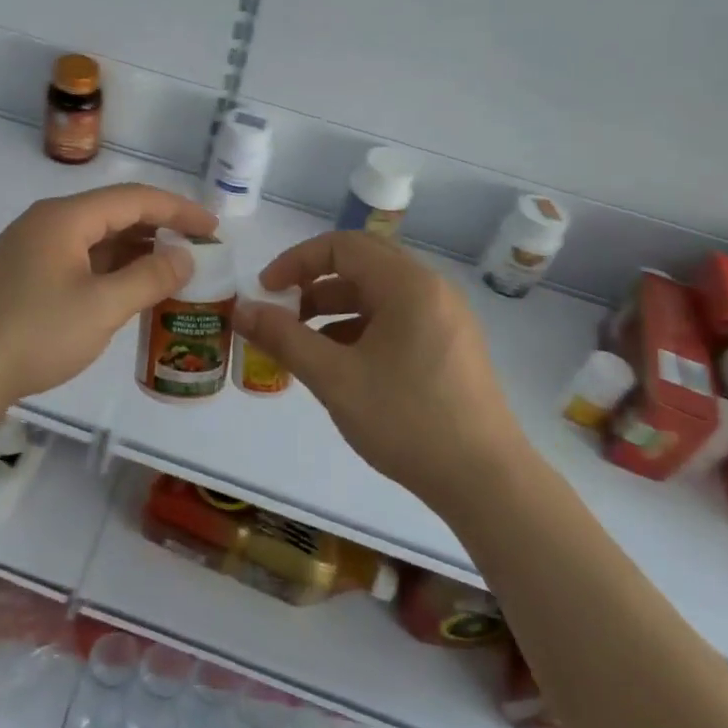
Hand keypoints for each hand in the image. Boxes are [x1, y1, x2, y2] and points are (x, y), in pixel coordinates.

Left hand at [0, 183, 215, 424]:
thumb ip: (149, 278)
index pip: (134, 198)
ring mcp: (32, 251)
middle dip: (160, 230)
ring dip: (136, 253)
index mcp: (65, 218)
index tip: (214, 230)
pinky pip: (80, 263)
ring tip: (174, 272)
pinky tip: (131, 292)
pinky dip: (111, 272)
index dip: (179, 210)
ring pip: (97, 241)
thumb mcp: (101, 307)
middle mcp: (47, 224)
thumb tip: (185, 257)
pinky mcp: (24, 279)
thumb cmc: (32, 334)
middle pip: (115, 214)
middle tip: (199, 251)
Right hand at [234, 231, 525, 510]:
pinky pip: (397, 318)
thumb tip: (241, 310)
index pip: (342, 246)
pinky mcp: (452, 345)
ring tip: (305, 343)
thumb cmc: (407, 421)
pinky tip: (342, 363)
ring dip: (336, 307)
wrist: (486, 482)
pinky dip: (362, 328)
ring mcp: (446, 317)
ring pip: (379, 293)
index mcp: (408, 284)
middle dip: (314, 283)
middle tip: (283, 311)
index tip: (265, 291)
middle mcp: (432, 289)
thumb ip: (283, 338)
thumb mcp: (334, 378)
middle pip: (362, 264)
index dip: (296, 262)